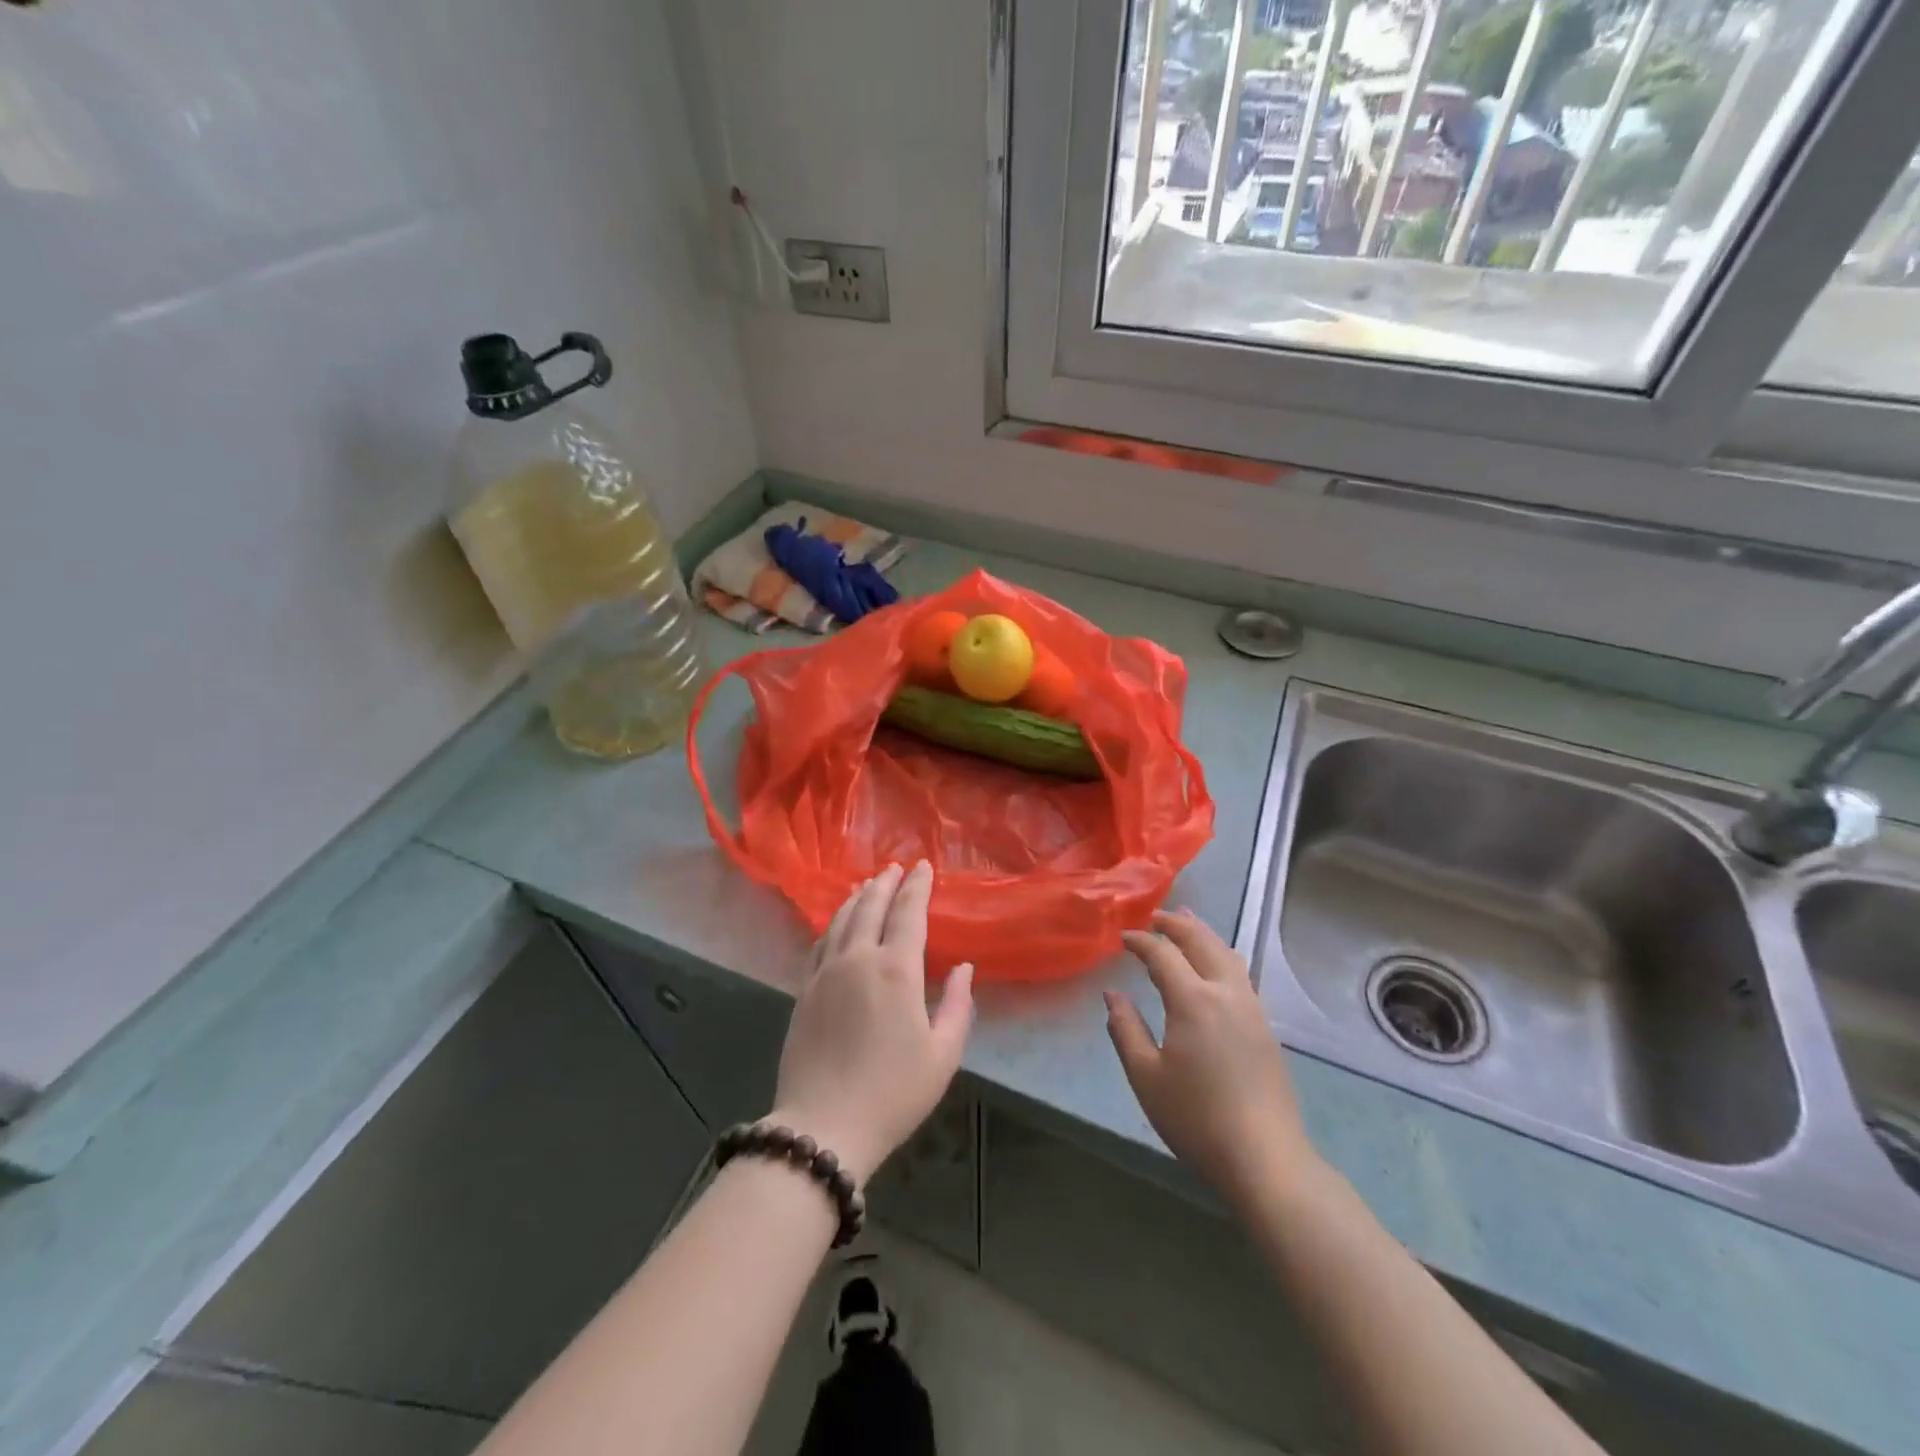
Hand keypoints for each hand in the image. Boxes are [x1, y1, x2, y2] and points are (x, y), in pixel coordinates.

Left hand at [769, 862, 974, 1186]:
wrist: (824, 1126)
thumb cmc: (893, 1093)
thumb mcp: (942, 1055)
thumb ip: (957, 1006)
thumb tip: (964, 968)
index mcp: (896, 970)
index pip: (908, 913)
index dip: (917, 886)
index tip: (923, 866)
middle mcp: (858, 959)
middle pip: (871, 907)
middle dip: (886, 883)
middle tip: (895, 868)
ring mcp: (825, 972)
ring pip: (842, 920)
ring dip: (858, 897)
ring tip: (868, 884)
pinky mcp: (804, 990)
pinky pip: (820, 942)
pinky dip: (833, 923)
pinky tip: (838, 922)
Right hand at [1105, 910, 1318, 1206]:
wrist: (1265, 1159)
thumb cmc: (1196, 1119)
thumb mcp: (1146, 1077)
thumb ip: (1126, 1029)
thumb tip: (1112, 995)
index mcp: (1193, 1000)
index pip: (1163, 954)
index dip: (1141, 941)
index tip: (1123, 938)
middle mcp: (1226, 993)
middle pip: (1202, 942)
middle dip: (1176, 925)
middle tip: (1155, 918)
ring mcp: (1251, 1009)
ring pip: (1227, 954)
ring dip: (1203, 935)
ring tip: (1187, 925)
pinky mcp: (1265, 1028)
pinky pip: (1240, 973)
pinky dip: (1221, 955)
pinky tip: (1215, 967)